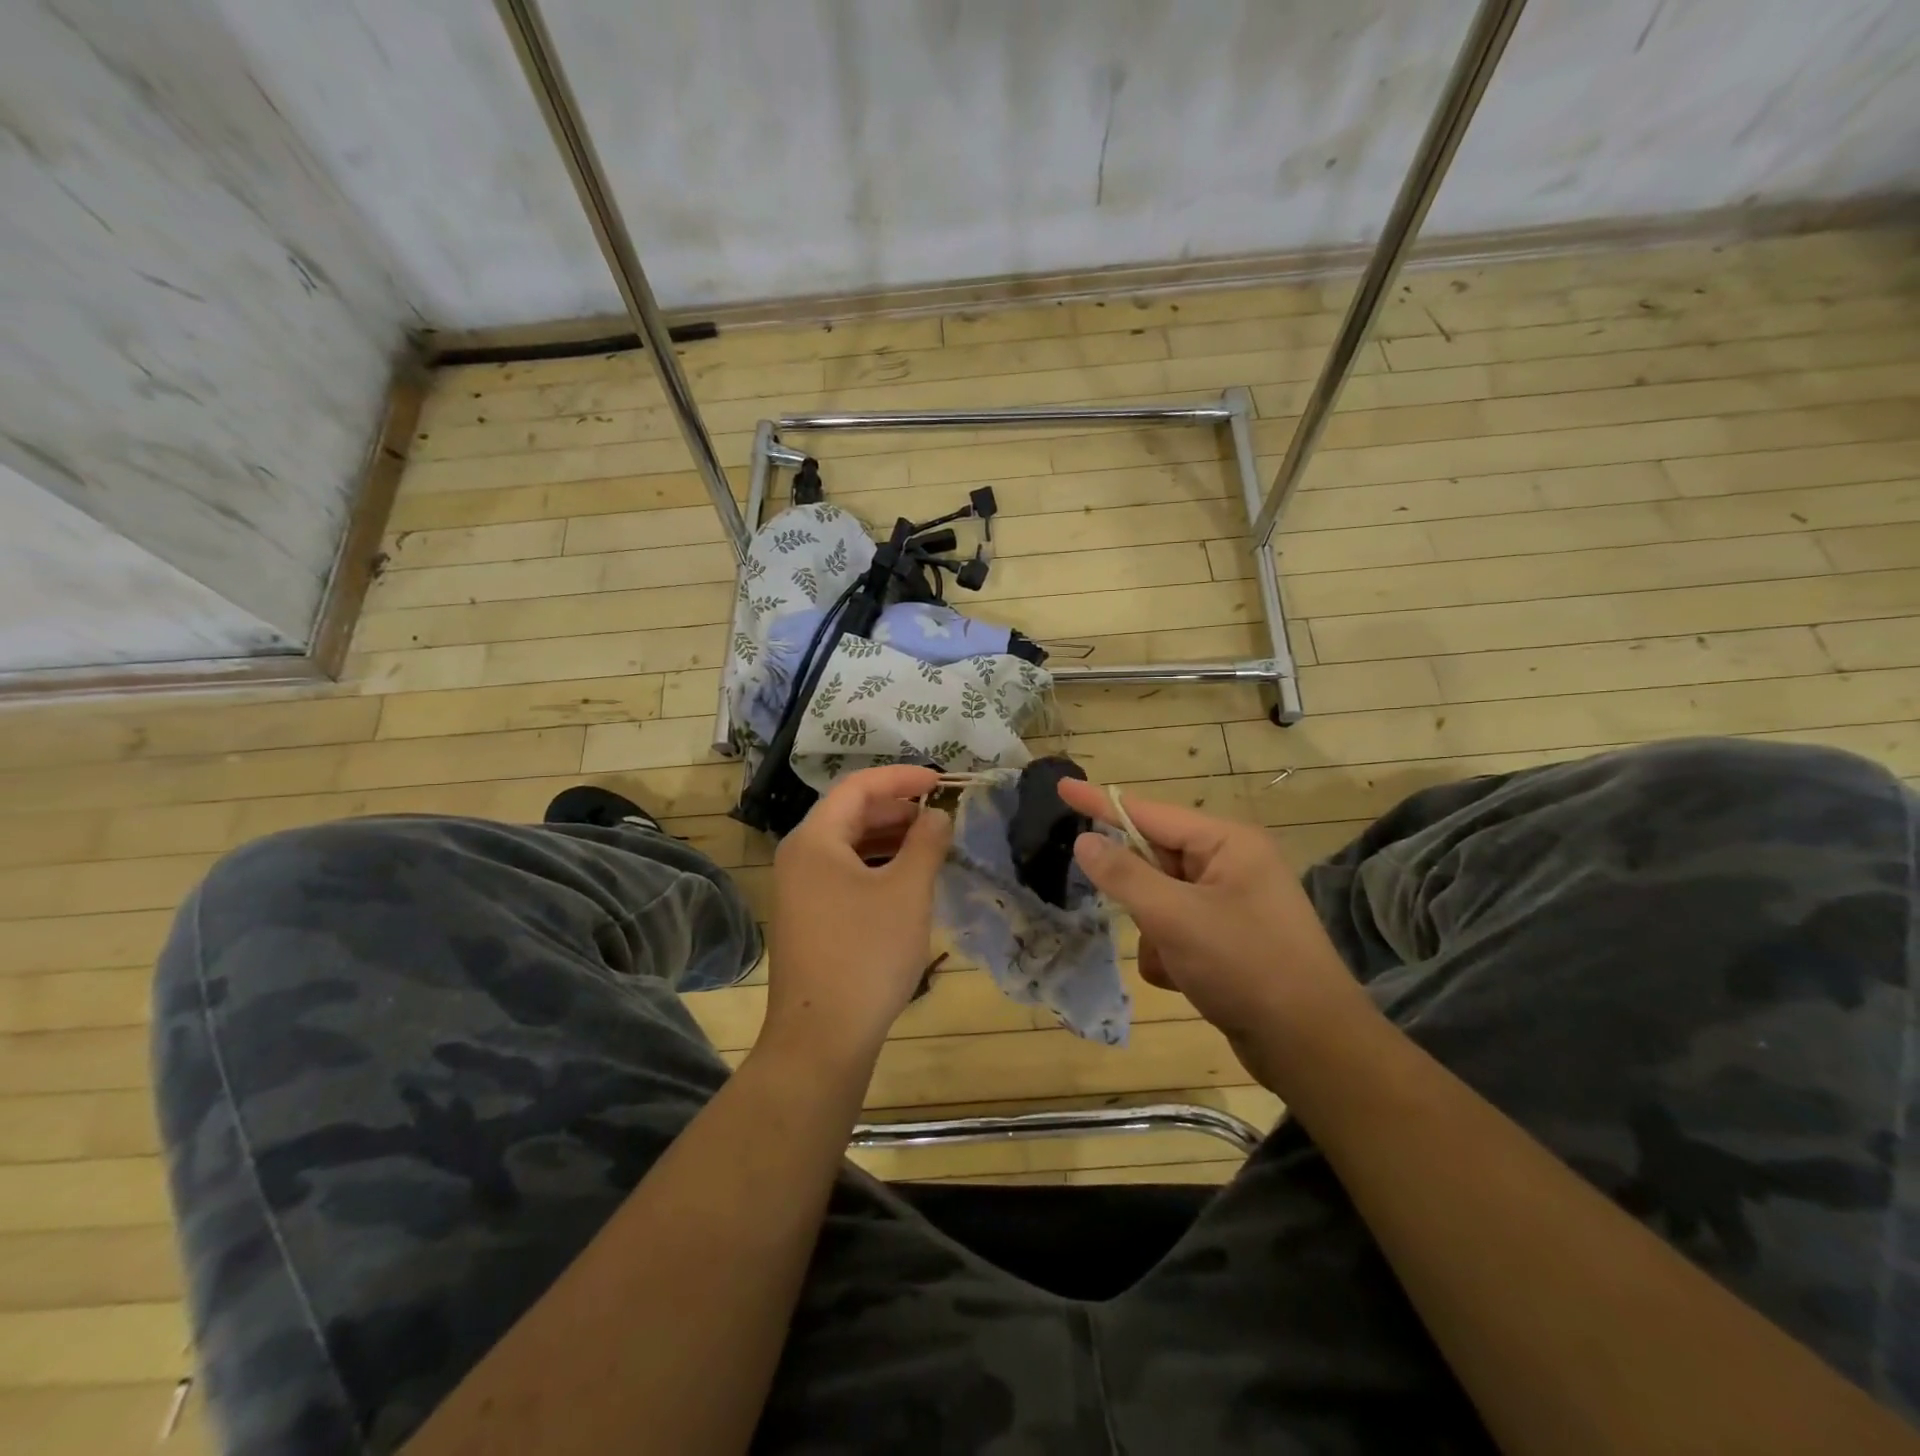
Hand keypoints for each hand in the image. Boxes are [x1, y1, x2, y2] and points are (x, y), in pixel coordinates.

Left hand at [766, 765, 952, 1065]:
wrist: (821, 1038)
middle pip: (850, 814)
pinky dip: (877, 866)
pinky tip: (906, 880)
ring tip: (930, 844)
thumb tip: (937, 816)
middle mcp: (800, 857)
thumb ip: (926, 843)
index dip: (901, 778)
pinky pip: (845, 874)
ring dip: (889, 838)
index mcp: (815, 840)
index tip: (940, 782)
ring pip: (849, 846)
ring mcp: (800, 890)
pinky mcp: (809, 918)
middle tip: (939, 815)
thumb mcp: (907, 892)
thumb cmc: (866, 955)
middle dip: (897, 808)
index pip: (857, 786)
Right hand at [1056, 781, 1372, 1090]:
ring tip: (1175, 962)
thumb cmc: (1245, 966)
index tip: (1061, 787)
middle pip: (1156, 860)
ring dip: (1154, 933)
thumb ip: (1124, 875)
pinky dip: (1169, 954)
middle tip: (1142, 918)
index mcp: (1227, 843)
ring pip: (1161, 901)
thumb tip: (1085, 841)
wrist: (1311, 1048)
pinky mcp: (1229, 942)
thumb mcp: (1175, 917)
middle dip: (1140, 896)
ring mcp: (1232, 905)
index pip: (1149, 814)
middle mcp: (1232, 865)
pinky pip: (1177, 931)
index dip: (1100, 804)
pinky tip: (1183, 981)